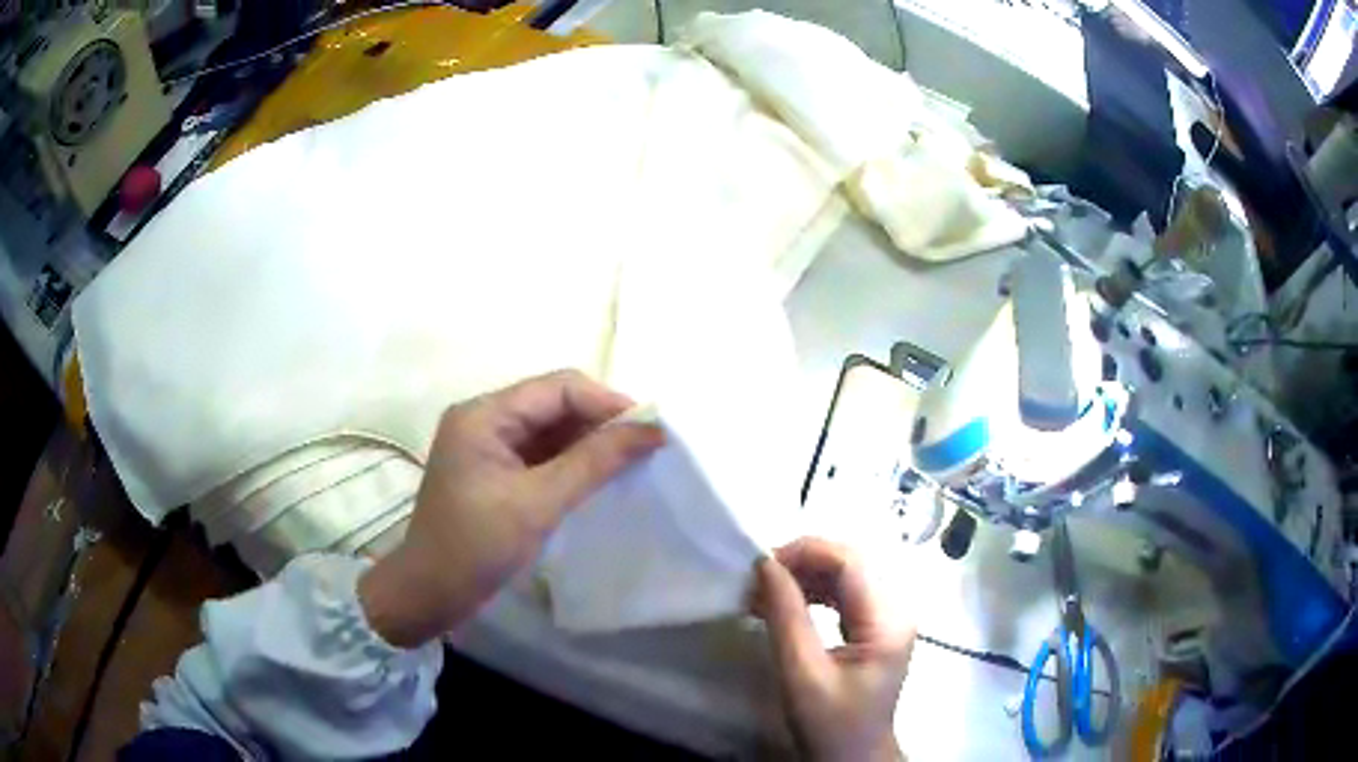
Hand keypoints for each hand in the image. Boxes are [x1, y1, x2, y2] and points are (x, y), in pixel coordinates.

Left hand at [359, 370, 663, 647]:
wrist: (429, 594)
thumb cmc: (476, 546)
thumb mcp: (538, 503)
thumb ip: (594, 462)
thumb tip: (651, 430)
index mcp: (484, 414)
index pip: (558, 387)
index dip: (607, 402)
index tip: (651, 430)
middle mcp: (484, 419)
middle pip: (554, 403)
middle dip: (600, 422)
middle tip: (645, 447)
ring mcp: (487, 445)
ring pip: (550, 429)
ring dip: (588, 442)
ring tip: (631, 461)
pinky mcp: (494, 471)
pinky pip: (540, 454)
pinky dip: (571, 462)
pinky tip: (599, 477)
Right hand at [756, 538, 914, 761]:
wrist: (853, 757)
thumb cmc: (830, 723)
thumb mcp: (802, 674)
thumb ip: (785, 616)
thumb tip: (765, 565)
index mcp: (889, 619)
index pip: (850, 562)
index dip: (805, 553)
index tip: (760, 566)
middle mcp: (896, 608)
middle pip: (851, 562)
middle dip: (802, 562)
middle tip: (757, 579)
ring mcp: (888, 617)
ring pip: (846, 574)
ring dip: (804, 576)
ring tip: (762, 591)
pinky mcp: (876, 627)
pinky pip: (844, 594)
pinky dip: (811, 593)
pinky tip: (782, 604)